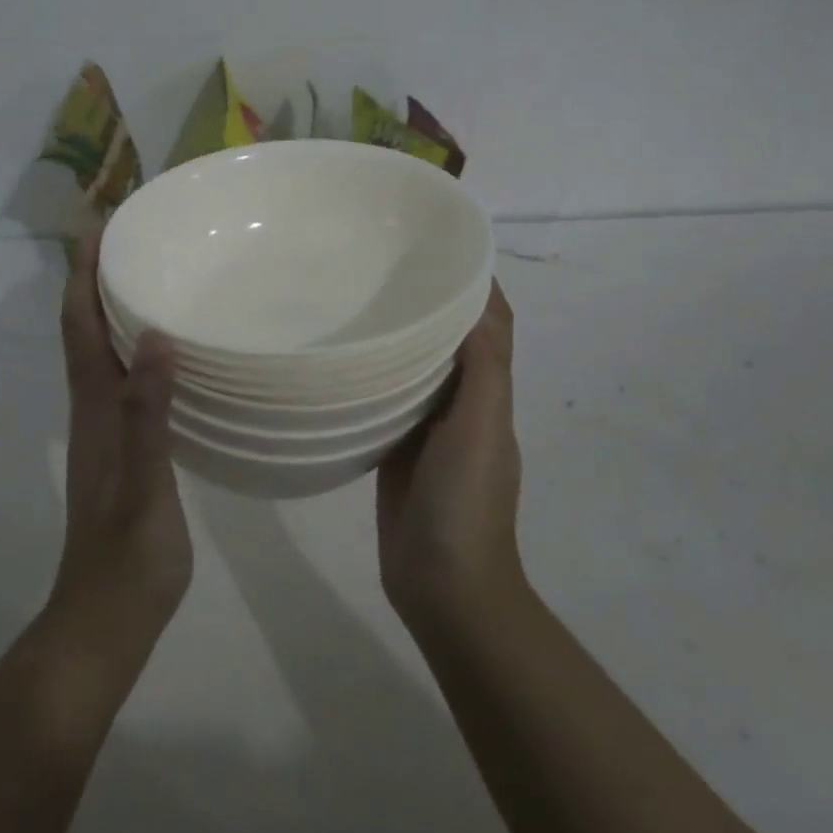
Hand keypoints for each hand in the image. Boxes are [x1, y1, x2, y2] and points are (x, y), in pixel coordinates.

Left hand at [53, 231, 193, 632]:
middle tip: (131, 241)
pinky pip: (125, 383)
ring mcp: (106, 433)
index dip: (82, 277)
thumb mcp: (145, 488)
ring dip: (114, 312)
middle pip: (85, 332)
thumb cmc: (128, 559)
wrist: (105, 621)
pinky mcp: (124, 452)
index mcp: (95, 411)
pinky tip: (168, 353)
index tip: (100, 229)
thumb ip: (148, 417)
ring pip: (103, 356)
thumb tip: (157, 340)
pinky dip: (136, 351)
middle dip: (96, 281)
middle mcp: (94, 412)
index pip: (80, 328)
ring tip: (150, 280)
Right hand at [376, 281, 524, 624]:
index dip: (476, 285)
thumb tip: (475, 300)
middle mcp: (462, 404)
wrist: (444, 586)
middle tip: (383, 266)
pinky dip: (375, 375)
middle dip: (431, 302)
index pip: (490, 325)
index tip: (440, 246)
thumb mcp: (480, 429)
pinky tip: (343, 360)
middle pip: (451, 340)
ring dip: (400, 336)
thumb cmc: (465, 503)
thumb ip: (481, 369)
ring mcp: (428, 429)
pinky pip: (388, 401)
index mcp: (489, 393)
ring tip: (358, 299)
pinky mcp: (396, 450)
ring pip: (417, 369)